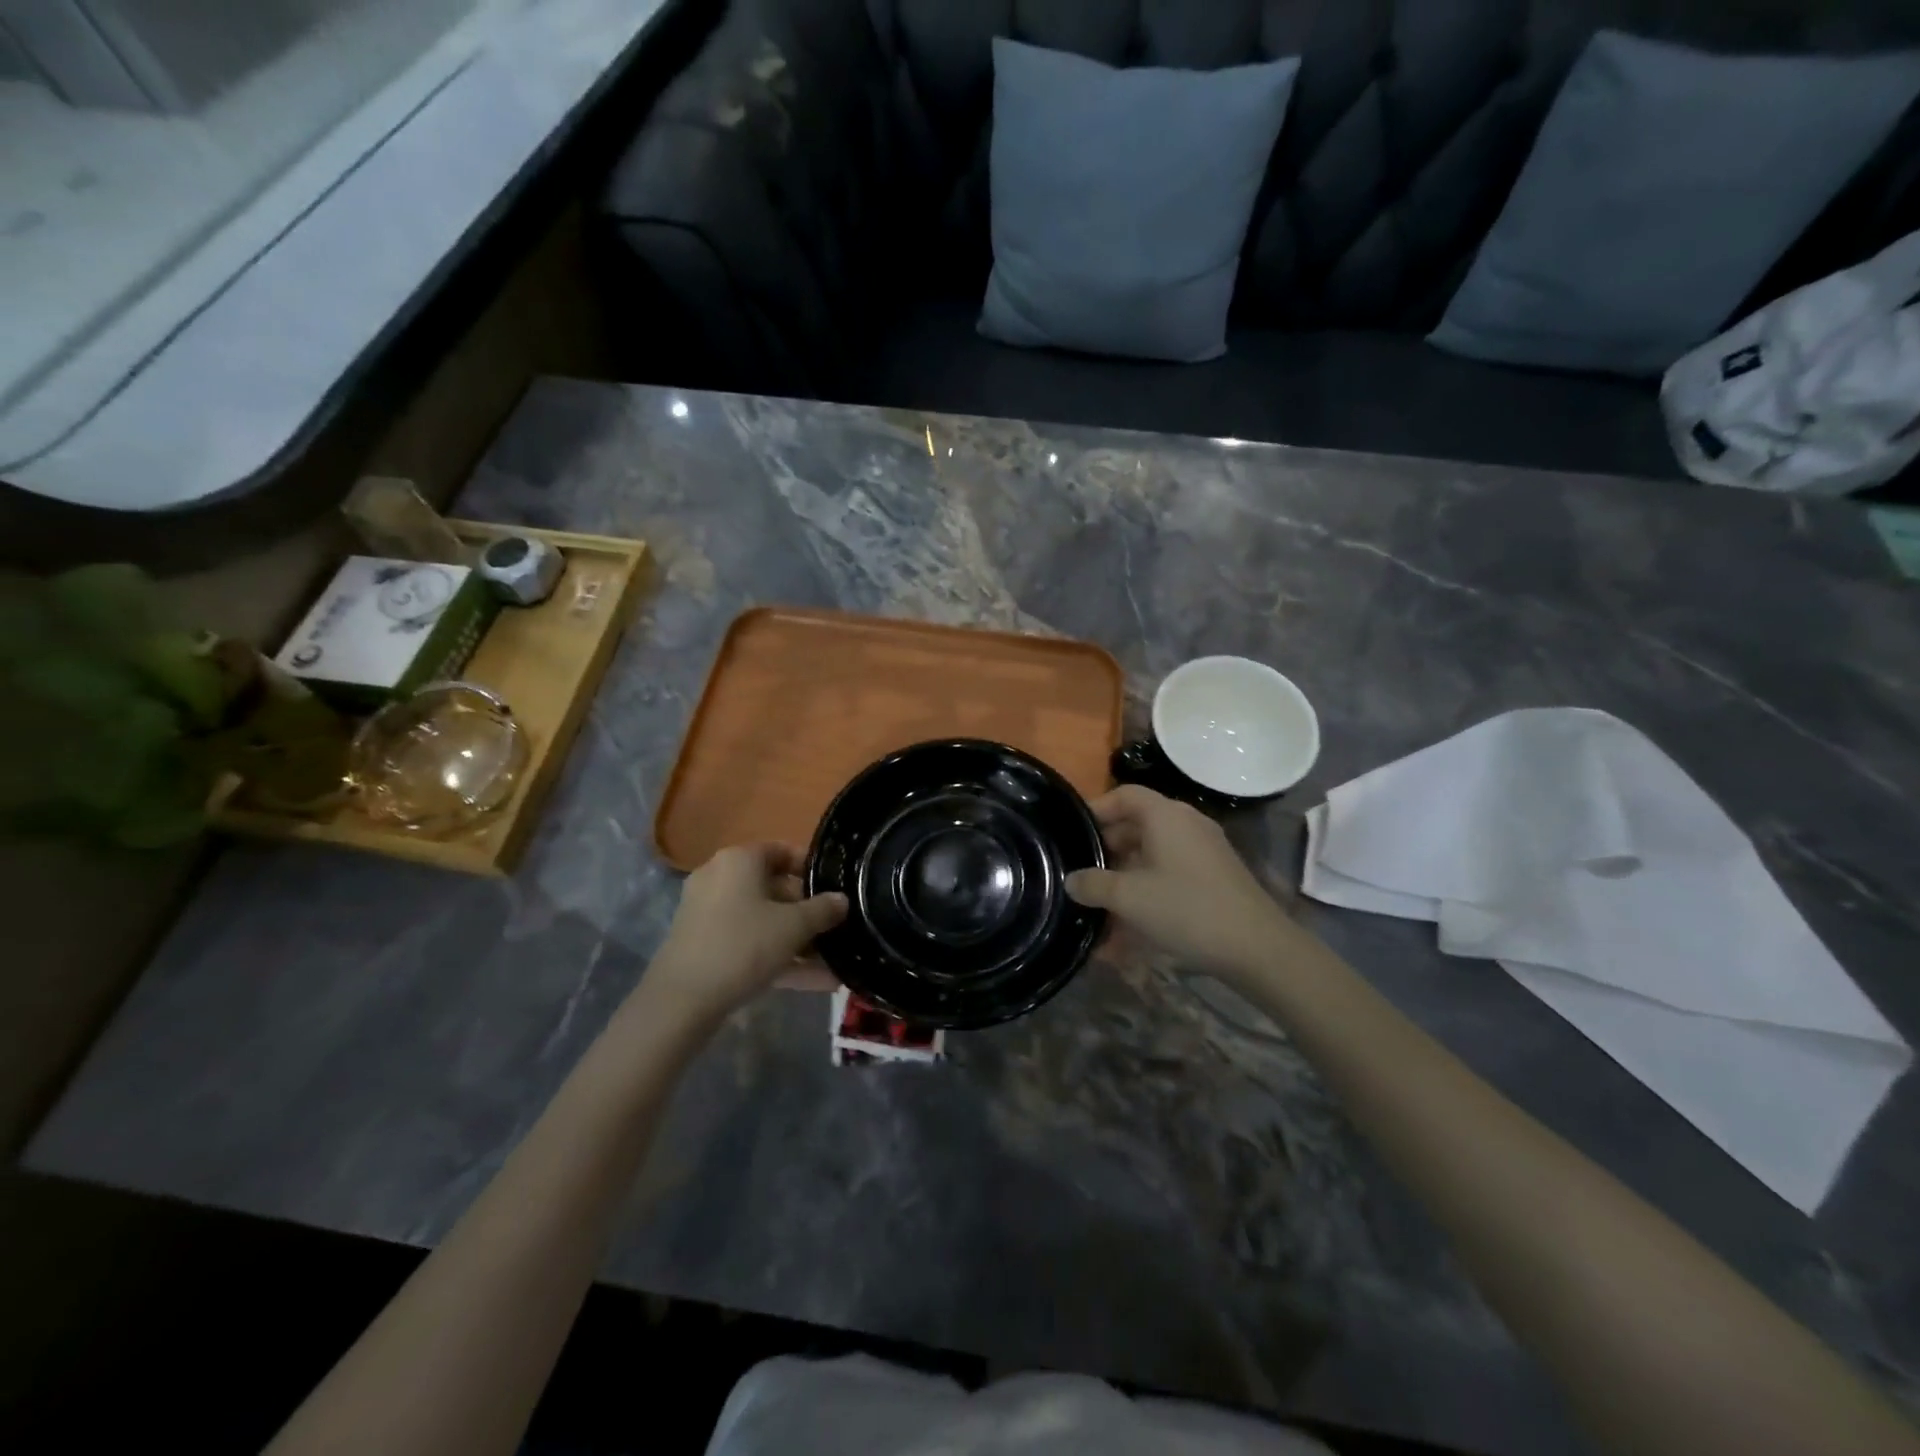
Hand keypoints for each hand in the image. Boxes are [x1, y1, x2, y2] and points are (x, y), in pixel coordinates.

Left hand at [641, 845, 847, 1029]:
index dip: (811, 868)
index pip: (782, 851)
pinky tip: (815, 982)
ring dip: (797, 940)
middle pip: (773, 887)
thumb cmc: (744, 945)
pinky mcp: (704, 945)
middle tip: (836, 928)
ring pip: (763, 920)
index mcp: (739, 860)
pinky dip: (778, 956)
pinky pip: (749, 942)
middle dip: (807, 911)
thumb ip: (823, 910)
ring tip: (833, 961)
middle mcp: (720, 878)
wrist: (682, 999)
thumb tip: (842, 900)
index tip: (835, 888)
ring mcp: (708, 913)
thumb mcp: (794, 926)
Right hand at [1066, 786, 1296, 984]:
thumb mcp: (1128, 898)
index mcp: (1165, 815)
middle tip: (1083, 871)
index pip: (1124, 794)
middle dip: (1108, 847)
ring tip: (1102, 901)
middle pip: (1138, 823)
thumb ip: (1093, 885)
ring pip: (1153, 851)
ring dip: (1126, 872)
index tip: (1074, 833)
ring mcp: (1204, 850)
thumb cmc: (1186, 909)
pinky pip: (1171, 870)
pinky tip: (1132, 920)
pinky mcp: (1214, 875)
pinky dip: (1148, 886)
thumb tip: (1071, 880)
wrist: (1257, 947)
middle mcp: (1186, 823)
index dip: (1097, 809)